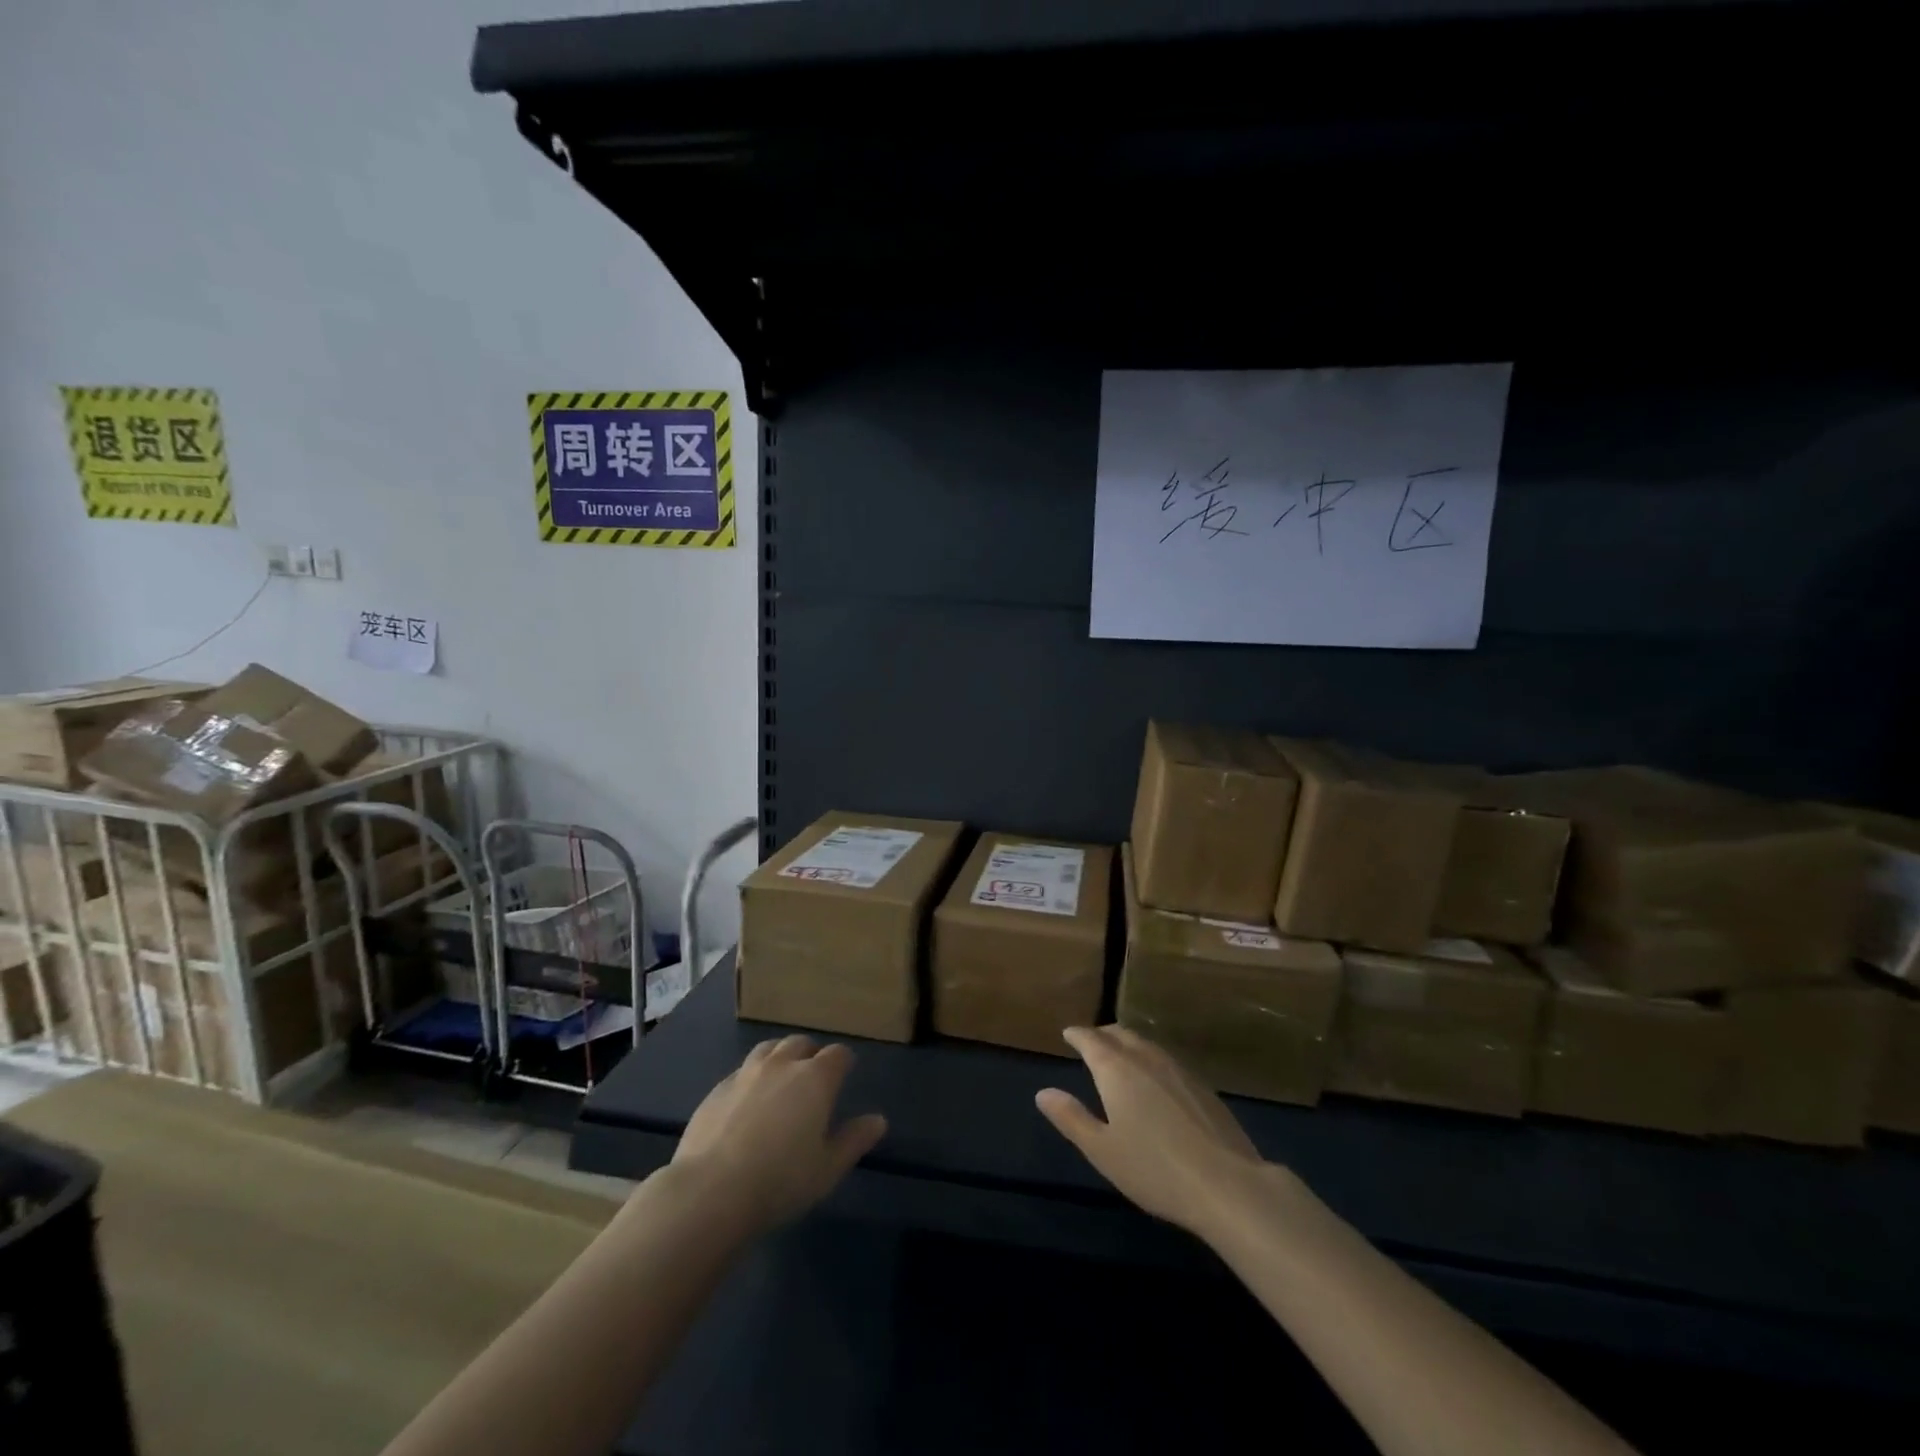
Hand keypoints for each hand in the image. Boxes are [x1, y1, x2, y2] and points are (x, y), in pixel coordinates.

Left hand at [671, 1034, 886, 1233]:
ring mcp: (745, 1073)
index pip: (837, 1054)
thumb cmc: (780, 1181)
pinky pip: (740, 1071)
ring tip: (780, 1079)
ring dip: (779, 1057)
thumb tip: (878, 1120)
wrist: (710, 1191)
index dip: (843, 1062)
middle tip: (812, 1078)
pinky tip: (747, 1102)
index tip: (845, 1074)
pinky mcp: (716, 1089)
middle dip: (810, 1054)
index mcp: (815, 1079)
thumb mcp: (827, 1169)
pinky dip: (751, 1078)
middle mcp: (782, 1065)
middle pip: (801, 1043)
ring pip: (768, 1048)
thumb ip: (854, 1141)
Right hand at [1037, 1025, 1267, 1237]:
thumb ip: (1071, 1118)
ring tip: (1120, 1055)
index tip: (1068, 1033)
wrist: (1227, 1184)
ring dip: (1128, 1043)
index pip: (1091, 1040)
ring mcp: (1178, 1069)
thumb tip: (1043, 1092)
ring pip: (1146, 1044)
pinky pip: (1167, 1059)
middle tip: (1092, 1041)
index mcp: (1116, 1069)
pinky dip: (1151, 1058)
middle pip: (1120, 1034)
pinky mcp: (1202, 1086)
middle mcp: (1146, 1058)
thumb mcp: (1102, 1150)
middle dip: (1102, 1034)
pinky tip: (1156, 1079)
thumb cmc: (1154, 1169)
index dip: (1077, 1035)